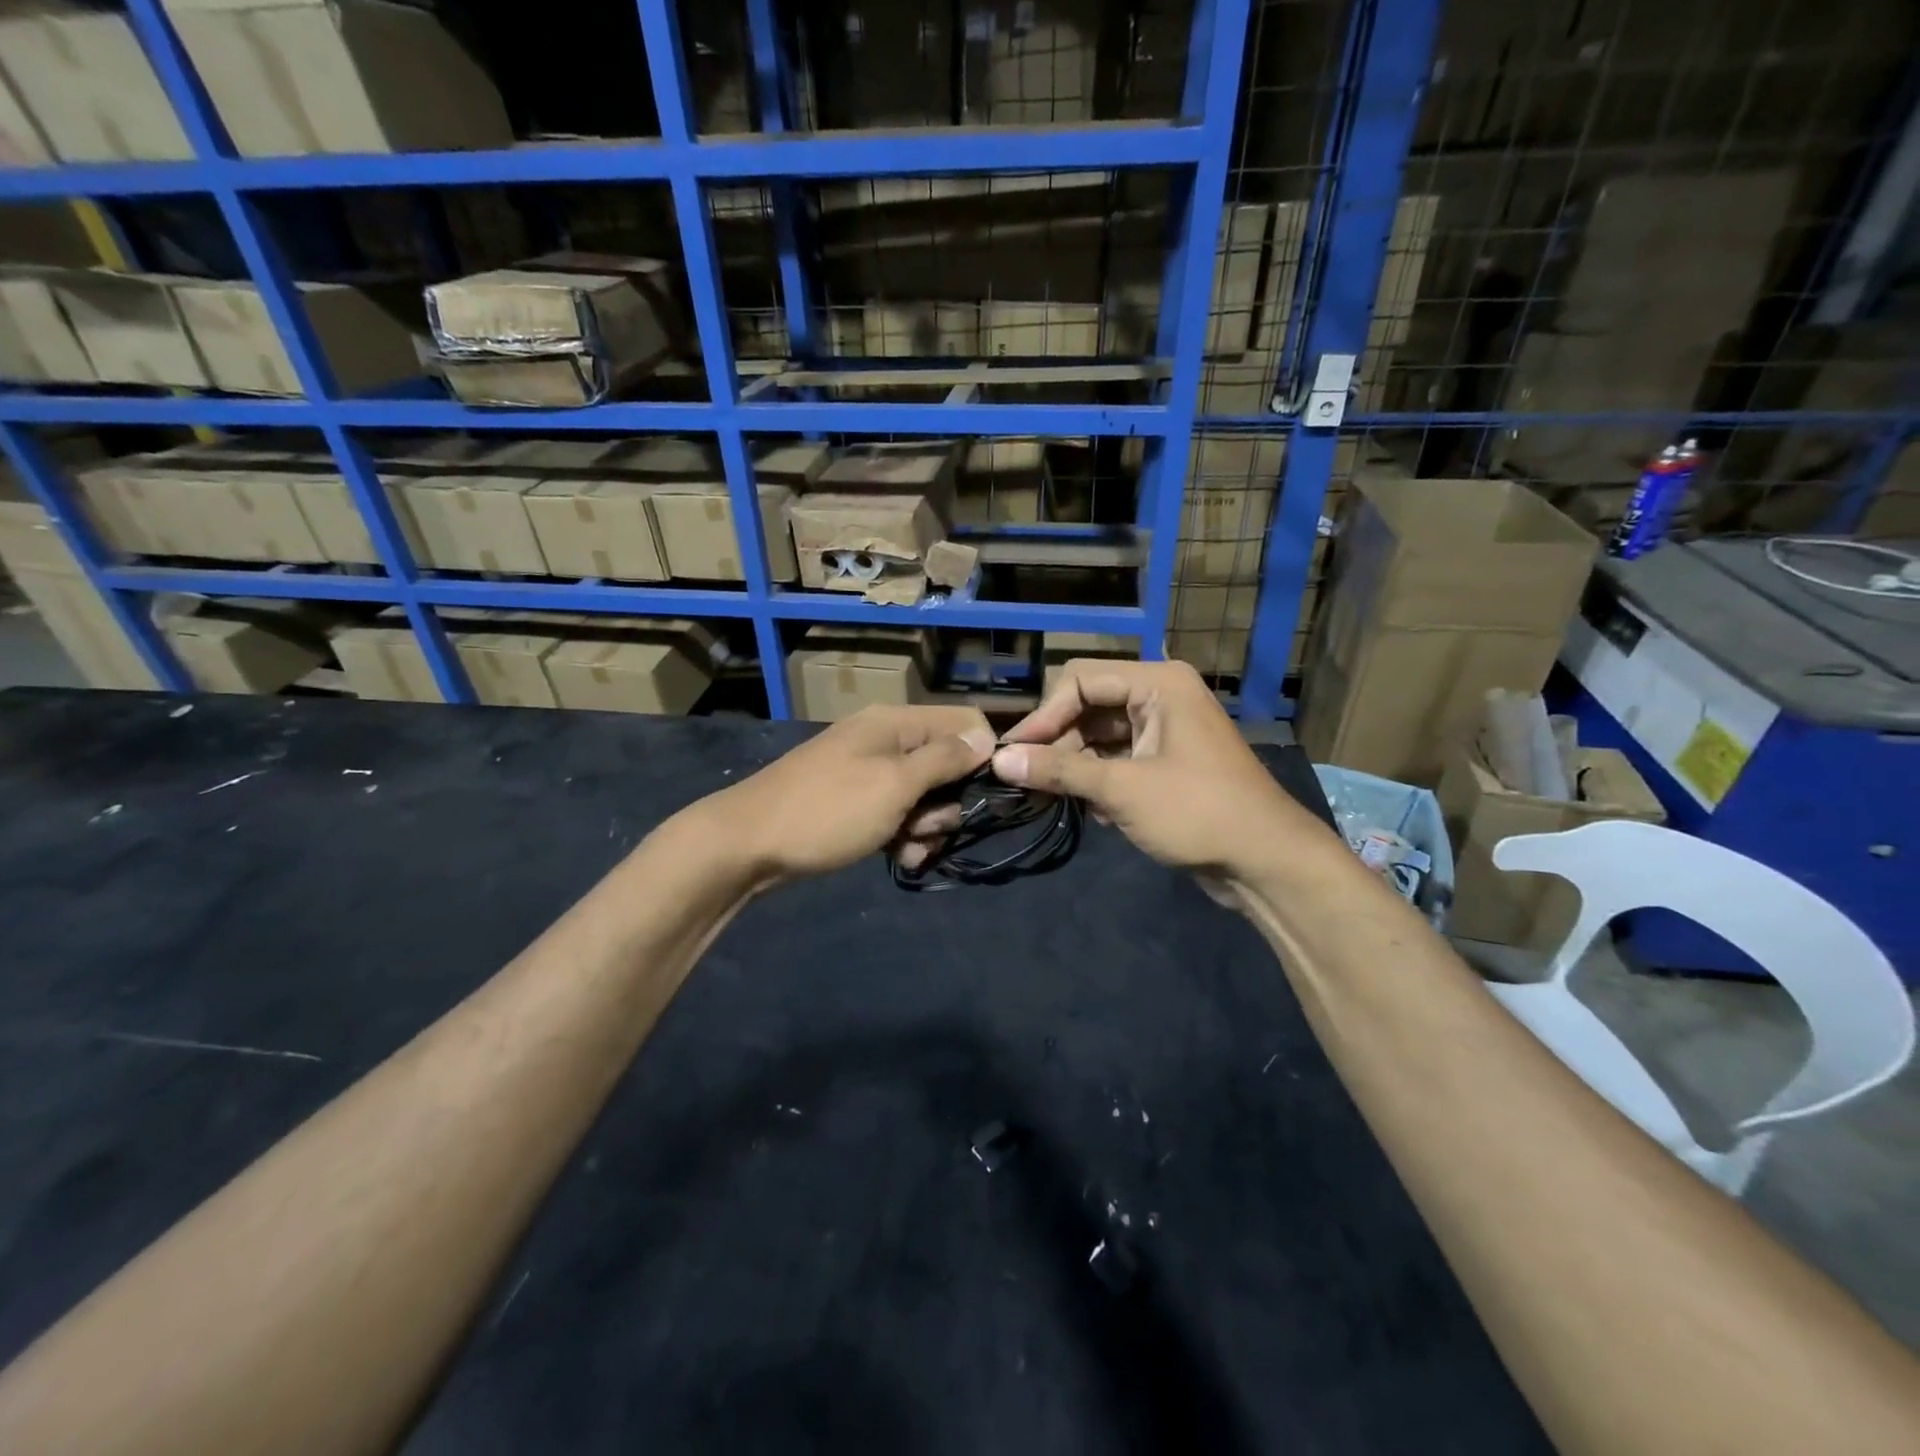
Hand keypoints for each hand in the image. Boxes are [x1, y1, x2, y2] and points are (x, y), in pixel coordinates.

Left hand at [700, 705, 995, 886]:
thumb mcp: (895, 784)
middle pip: (948, 763)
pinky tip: (899, 858)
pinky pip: (898, 814)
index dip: (982, 755)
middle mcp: (886, 740)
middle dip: (949, 803)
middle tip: (927, 827)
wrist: (747, 844)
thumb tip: (986, 736)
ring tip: (908, 848)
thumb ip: (944, 759)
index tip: (984, 794)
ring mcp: (869, 772)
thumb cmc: (829, 810)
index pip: (964, 721)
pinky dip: (904, 836)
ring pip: (925, 796)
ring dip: (927, 827)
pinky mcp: (856, 802)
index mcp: (896, 723)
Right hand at [993, 660, 1325, 880]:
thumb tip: (1000, 760)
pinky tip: (1095, 811)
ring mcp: (1164, 731)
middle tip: (1023, 779)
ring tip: (1049, 798)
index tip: (1013, 754)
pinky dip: (1098, 780)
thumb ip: (1059, 771)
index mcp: (1158, 684)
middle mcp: (1160, 697)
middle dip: (1057, 743)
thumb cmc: (1197, 812)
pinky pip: (1117, 759)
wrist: (1266, 862)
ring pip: (1099, 736)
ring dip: (1074, 766)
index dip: (1044, 716)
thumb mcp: (1122, 789)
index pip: (1080, 681)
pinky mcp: (1165, 763)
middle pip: (1088, 707)